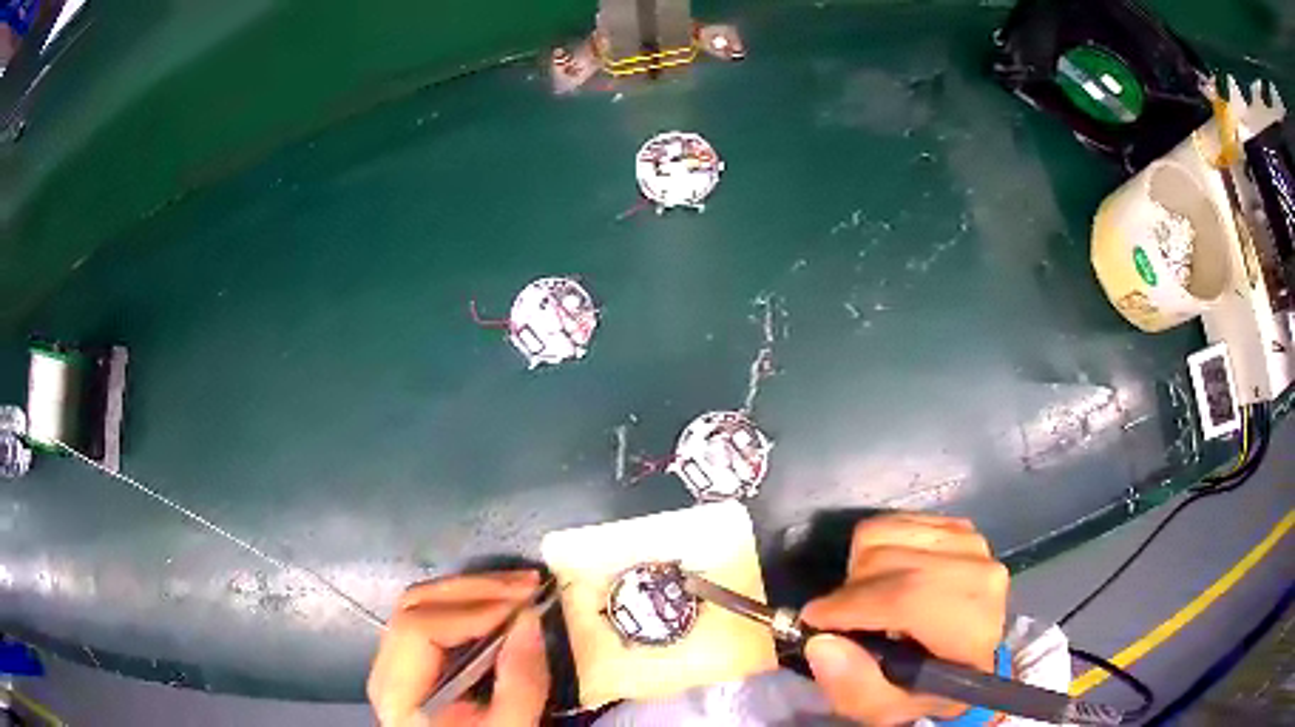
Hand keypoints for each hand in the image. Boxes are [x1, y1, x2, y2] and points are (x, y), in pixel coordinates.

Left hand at [367, 570, 550, 726]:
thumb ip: (520, 683)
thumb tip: (530, 619)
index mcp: (398, 691)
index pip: (419, 628)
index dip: (471, 610)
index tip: (524, 607)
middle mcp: (385, 667)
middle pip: (415, 605)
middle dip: (475, 589)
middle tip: (528, 585)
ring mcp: (394, 661)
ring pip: (421, 604)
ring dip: (473, 590)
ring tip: (521, 588)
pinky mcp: (411, 660)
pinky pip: (432, 617)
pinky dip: (468, 605)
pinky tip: (500, 605)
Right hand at [801, 513, 1008, 725]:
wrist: (969, 659)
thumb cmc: (926, 689)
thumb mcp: (888, 710)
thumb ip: (855, 688)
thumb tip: (821, 642)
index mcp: (972, 627)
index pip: (907, 598)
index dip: (851, 606)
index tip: (812, 620)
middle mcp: (980, 573)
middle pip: (889, 560)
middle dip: (849, 592)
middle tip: (841, 620)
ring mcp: (970, 543)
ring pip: (884, 533)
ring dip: (859, 569)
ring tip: (866, 600)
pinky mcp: (958, 526)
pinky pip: (893, 520)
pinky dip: (874, 548)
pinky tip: (884, 578)